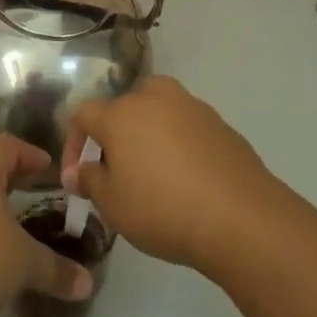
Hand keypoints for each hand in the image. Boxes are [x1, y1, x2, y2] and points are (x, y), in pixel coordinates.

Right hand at [62, 76, 282, 273]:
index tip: (77, 177)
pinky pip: (186, 127)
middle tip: (117, 169)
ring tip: (153, 171)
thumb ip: (90, 181)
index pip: (83, 115)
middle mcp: (153, 98)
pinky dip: (179, 144)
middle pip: (123, 106)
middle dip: (114, 134)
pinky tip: (186, 177)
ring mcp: (191, 106)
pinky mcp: (220, 123)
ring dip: (148, 134)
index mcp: (120, 113)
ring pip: (157, 111)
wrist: (242, 218)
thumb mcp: (113, 204)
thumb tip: (78, 172)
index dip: (74, 143)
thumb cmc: (164, 209)